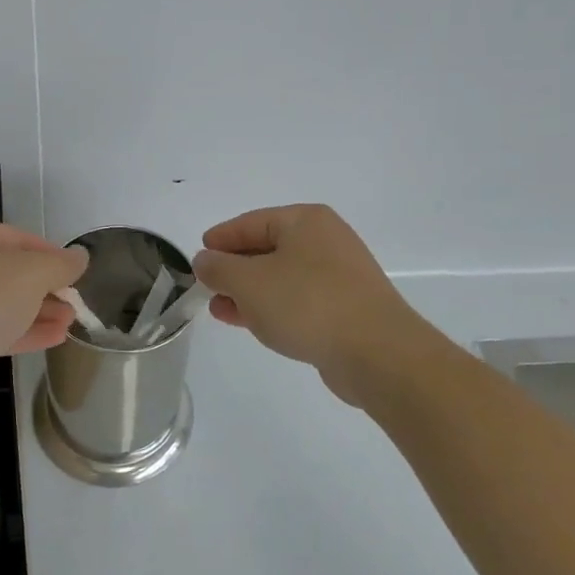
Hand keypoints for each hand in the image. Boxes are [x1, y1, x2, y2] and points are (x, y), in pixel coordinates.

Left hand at [0, 219, 87, 386]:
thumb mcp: (30, 273)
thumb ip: (59, 265)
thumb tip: (80, 257)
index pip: (16, 237)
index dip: (50, 253)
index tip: (76, 271)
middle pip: (7, 271)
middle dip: (45, 287)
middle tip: (75, 301)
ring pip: (0, 303)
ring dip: (37, 312)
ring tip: (71, 322)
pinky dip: (21, 332)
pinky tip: (54, 338)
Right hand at [191, 205, 420, 393]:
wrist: (376, 353)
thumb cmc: (307, 303)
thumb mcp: (249, 282)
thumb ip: (219, 268)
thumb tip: (205, 260)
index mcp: (305, 221)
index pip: (250, 222)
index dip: (221, 239)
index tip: (198, 255)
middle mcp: (325, 240)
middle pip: (267, 248)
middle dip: (234, 269)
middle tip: (206, 286)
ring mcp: (339, 275)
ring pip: (281, 277)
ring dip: (249, 292)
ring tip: (220, 310)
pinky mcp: (346, 308)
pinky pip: (298, 300)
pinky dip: (272, 307)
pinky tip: (252, 323)